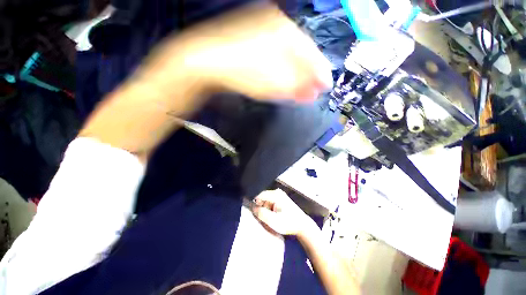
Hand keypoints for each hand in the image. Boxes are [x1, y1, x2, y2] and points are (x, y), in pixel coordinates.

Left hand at [139, 3, 332, 103]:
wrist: (206, 63)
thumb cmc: (242, 72)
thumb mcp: (275, 83)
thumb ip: (298, 86)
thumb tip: (313, 91)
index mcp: (286, 31)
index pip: (312, 54)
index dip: (320, 73)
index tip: (326, 87)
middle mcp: (277, 26)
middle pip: (301, 54)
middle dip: (309, 75)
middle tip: (313, 91)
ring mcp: (263, 31)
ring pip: (288, 55)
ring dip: (296, 74)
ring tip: (301, 89)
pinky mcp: (252, 40)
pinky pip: (274, 56)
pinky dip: (281, 70)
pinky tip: (282, 79)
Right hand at [251, 189, 315, 235]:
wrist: (302, 225)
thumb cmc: (288, 223)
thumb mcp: (273, 221)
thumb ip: (262, 214)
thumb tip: (253, 207)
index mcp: (275, 195)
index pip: (259, 195)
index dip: (255, 204)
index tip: (254, 213)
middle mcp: (277, 192)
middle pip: (262, 198)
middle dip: (260, 207)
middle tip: (263, 218)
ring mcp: (280, 195)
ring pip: (266, 201)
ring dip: (265, 209)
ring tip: (269, 219)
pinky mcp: (281, 199)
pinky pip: (270, 202)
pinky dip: (269, 209)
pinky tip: (273, 216)